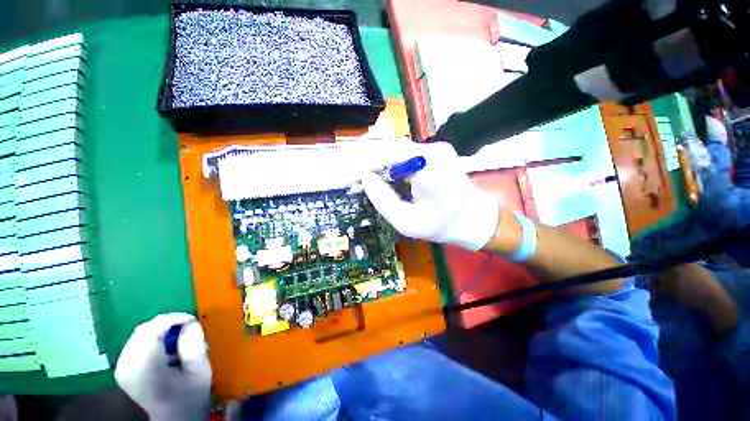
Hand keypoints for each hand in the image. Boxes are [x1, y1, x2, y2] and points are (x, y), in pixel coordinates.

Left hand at [115, 313, 211, 420]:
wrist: (174, 418)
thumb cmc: (190, 397)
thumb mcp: (200, 371)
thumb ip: (195, 346)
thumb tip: (192, 324)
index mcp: (143, 367)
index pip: (151, 329)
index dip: (174, 319)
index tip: (193, 321)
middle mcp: (126, 365)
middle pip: (144, 330)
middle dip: (168, 325)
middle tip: (188, 329)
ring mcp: (122, 367)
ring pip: (140, 334)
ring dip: (162, 332)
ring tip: (180, 340)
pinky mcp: (123, 369)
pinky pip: (137, 342)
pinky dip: (154, 339)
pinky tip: (167, 349)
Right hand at [361, 142, 499, 250]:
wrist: (472, 218)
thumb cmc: (441, 225)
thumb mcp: (407, 222)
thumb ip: (384, 200)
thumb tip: (365, 178)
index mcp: (431, 167)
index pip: (390, 154)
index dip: (367, 162)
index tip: (351, 174)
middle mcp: (434, 150)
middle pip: (392, 148)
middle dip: (371, 161)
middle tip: (354, 176)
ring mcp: (436, 148)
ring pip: (398, 150)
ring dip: (380, 162)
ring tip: (366, 177)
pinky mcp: (435, 152)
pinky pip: (406, 154)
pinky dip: (392, 163)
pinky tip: (384, 175)